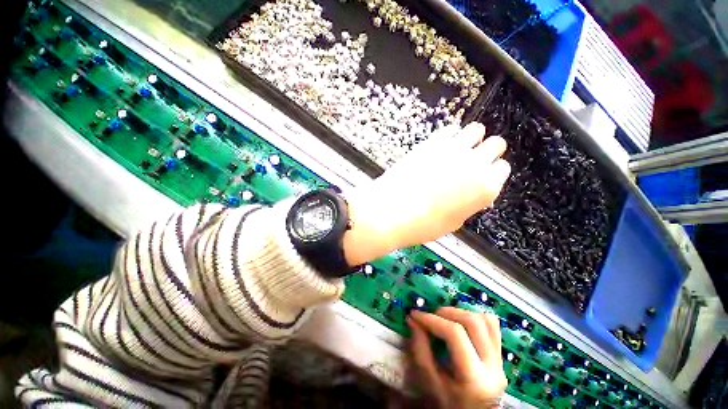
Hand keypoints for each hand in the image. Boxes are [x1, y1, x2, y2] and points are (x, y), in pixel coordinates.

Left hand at [343, 123, 509, 265]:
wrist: (392, 211)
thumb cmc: (422, 225)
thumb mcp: (454, 222)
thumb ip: (468, 203)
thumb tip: (469, 193)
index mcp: (486, 188)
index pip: (501, 169)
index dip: (491, 172)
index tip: (482, 175)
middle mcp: (476, 164)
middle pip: (496, 144)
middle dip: (487, 151)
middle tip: (472, 160)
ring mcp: (454, 150)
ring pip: (476, 130)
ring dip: (471, 138)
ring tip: (458, 149)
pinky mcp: (432, 142)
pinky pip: (450, 129)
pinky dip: (450, 136)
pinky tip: (440, 147)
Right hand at [407, 308, 507, 408]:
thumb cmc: (448, 405)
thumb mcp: (430, 383)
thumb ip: (421, 349)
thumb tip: (413, 319)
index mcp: (474, 379)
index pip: (455, 334)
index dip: (432, 319)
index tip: (416, 314)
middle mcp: (493, 368)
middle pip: (473, 322)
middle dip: (448, 312)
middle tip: (432, 315)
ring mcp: (501, 362)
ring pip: (486, 320)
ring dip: (462, 313)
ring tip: (446, 318)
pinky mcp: (501, 356)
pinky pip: (493, 327)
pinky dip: (476, 318)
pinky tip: (461, 322)